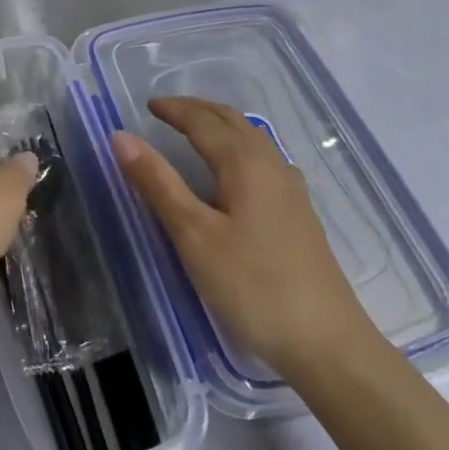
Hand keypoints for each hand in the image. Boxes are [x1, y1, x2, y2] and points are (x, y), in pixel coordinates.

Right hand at [111, 96, 379, 378]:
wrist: (327, 343)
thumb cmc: (252, 285)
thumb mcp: (193, 235)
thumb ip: (157, 183)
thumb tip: (121, 137)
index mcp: (244, 164)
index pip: (203, 122)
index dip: (173, 110)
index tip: (146, 105)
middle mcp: (271, 165)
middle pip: (232, 121)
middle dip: (198, 110)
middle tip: (166, 111)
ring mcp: (291, 190)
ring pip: (252, 138)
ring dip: (220, 125)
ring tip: (195, 130)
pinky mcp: (299, 213)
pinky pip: (263, 159)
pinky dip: (238, 146)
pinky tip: (234, 169)